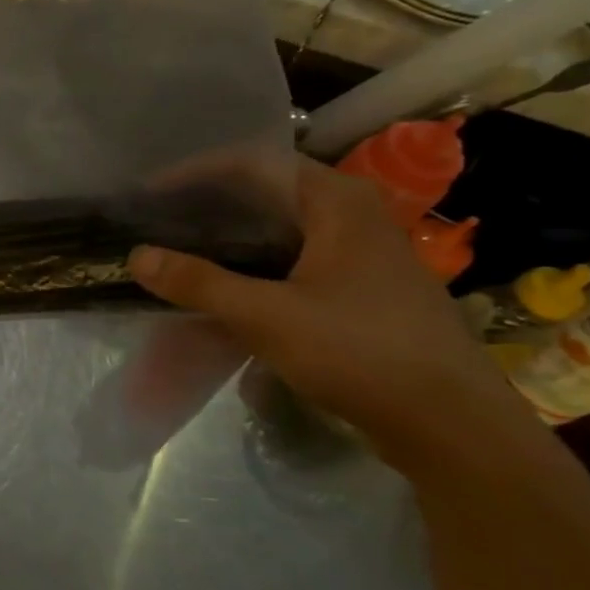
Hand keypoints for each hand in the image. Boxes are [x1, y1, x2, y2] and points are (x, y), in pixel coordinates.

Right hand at [128, 157, 527, 461]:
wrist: (452, 426)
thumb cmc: (361, 352)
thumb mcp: (267, 316)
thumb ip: (198, 283)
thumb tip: (136, 255)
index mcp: (337, 202)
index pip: (253, 163)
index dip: (194, 173)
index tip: (149, 193)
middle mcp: (353, 216)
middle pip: (266, 192)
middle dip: (207, 204)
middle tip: (156, 221)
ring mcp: (361, 254)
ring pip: (279, 229)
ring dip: (228, 237)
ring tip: (177, 250)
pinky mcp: (361, 290)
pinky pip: (292, 260)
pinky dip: (251, 265)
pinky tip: (221, 288)